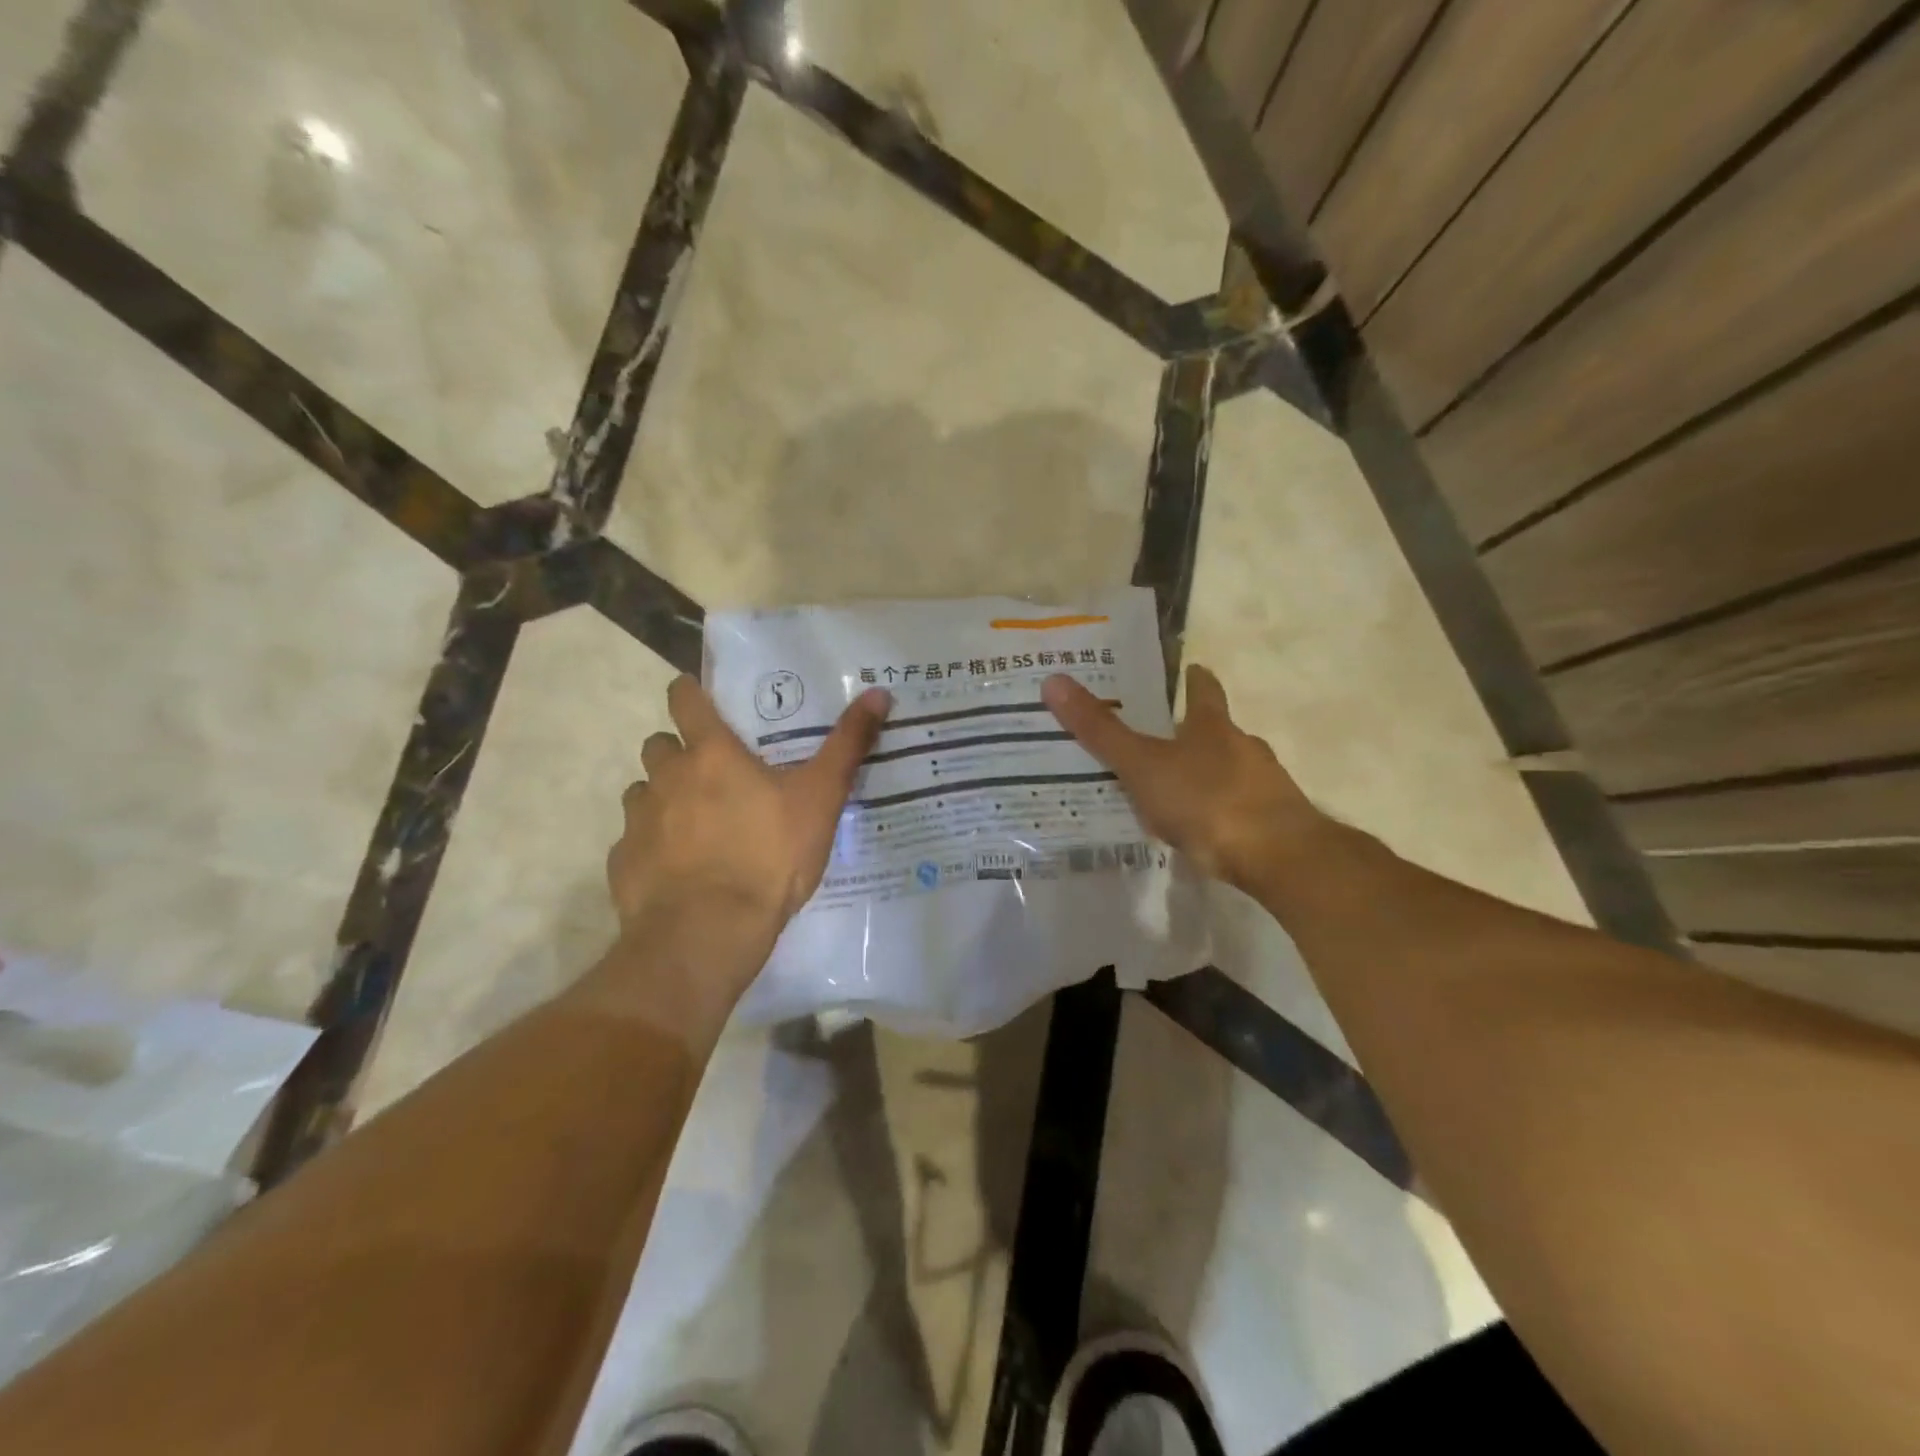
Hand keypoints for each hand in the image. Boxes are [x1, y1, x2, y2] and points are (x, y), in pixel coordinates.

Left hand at [609, 676, 892, 935]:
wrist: (709, 931)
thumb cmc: (769, 856)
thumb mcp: (821, 799)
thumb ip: (848, 746)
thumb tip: (879, 694)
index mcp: (711, 755)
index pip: (685, 701)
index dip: (689, 693)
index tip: (696, 696)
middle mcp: (667, 778)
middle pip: (658, 745)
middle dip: (677, 752)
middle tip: (709, 775)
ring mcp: (639, 821)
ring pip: (642, 793)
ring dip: (662, 799)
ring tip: (693, 826)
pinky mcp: (623, 863)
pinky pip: (633, 843)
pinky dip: (651, 848)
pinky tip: (676, 871)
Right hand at [1042, 663, 1328, 892]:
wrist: (1277, 856)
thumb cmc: (1206, 800)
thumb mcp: (1142, 765)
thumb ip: (1100, 730)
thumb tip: (1054, 681)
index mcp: (1213, 726)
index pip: (1204, 690)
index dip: (1194, 679)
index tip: (1187, 670)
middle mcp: (1244, 747)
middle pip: (1218, 732)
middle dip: (1193, 734)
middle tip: (1160, 741)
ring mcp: (1264, 785)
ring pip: (1230, 771)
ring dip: (1206, 776)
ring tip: (1173, 793)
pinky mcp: (1274, 822)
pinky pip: (1239, 809)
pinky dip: (1220, 812)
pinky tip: (1201, 831)